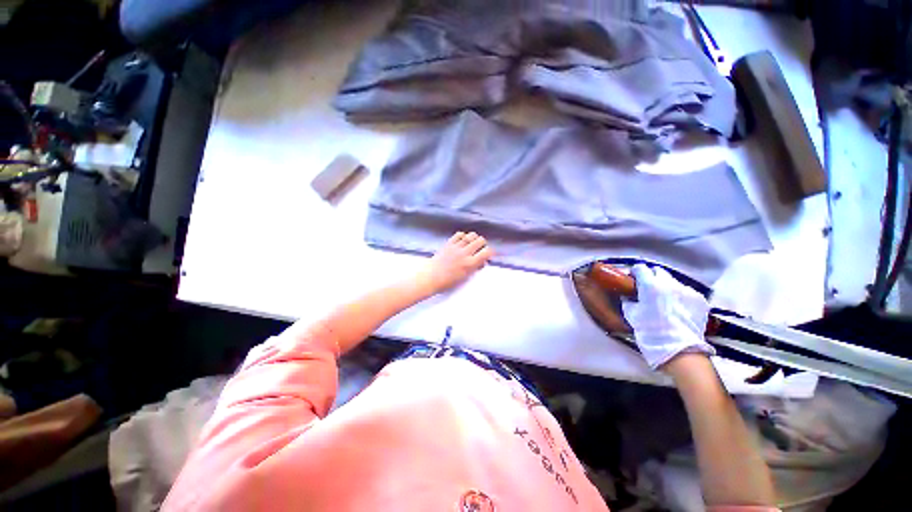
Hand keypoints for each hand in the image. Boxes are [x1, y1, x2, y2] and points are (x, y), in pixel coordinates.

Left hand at [419, 232, 493, 294]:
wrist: (431, 276)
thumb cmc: (448, 281)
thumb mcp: (465, 277)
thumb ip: (475, 268)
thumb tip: (482, 261)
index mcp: (470, 264)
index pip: (487, 252)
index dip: (490, 252)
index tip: (489, 254)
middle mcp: (465, 253)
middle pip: (480, 240)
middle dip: (483, 244)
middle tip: (480, 248)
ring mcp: (457, 247)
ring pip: (471, 235)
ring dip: (474, 238)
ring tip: (472, 243)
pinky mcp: (449, 243)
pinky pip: (459, 234)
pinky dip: (463, 236)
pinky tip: (462, 240)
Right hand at [621, 264, 714, 369]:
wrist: (679, 349)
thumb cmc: (650, 330)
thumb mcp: (631, 314)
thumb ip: (628, 300)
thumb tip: (627, 294)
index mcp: (650, 285)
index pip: (640, 268)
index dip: (635, 272)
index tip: (633, 279)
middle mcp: (669, 283)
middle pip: (658, 271)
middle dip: (652, 277)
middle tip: (648, 289)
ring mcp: (687, 290)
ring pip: (673, 281)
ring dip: (666, 287)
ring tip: (664, 301)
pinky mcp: (700, 299)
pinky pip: (686, 292)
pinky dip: (679, 296)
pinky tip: (677, 308)